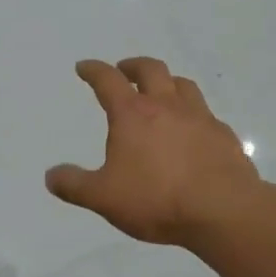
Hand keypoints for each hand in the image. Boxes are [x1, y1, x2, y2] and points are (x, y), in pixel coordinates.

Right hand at [46, 58, 262, 246]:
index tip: (84, 67)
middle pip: (150, 69)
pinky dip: (194, 113)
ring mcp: (199, 117)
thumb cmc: (157, 199)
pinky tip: (193, 129)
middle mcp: (166, 106)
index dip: (93, 70)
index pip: (108, 80)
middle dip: (133, 66)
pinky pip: (206, 114)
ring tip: (161, 91)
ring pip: (182, 84)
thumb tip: (51, 176)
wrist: (224, 210)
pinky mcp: (224, 135)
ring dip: (167, 82)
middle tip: (124, 70)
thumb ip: (75, 185)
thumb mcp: (104, 197)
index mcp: (132, 114)